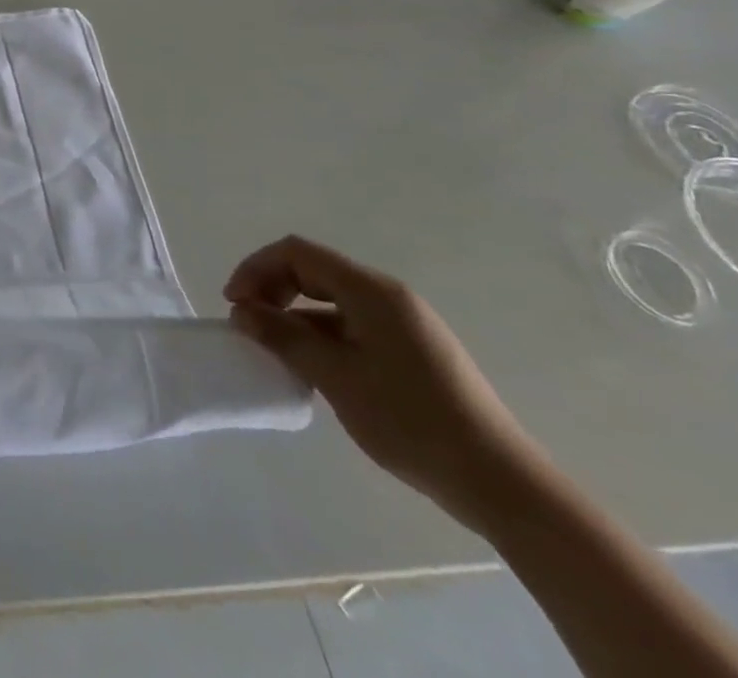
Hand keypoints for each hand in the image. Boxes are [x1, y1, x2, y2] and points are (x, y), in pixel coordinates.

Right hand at [225, 236, 542, 530]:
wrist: (502, 484)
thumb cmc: (411, 420)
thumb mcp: (335, 377)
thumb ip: (283, 337)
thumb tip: (242, 312)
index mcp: (371, 291)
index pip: (297, 253)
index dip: (257, 269)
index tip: (235, 304)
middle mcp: (388, 297)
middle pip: (313, 271)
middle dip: (272, 290)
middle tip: (249, 324)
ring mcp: (405, 325)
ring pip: (331, 302)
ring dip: (295, 317)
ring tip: (275, 351)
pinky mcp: (413, 353)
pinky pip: (352, 326)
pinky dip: (321, 336)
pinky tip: (313, 370)